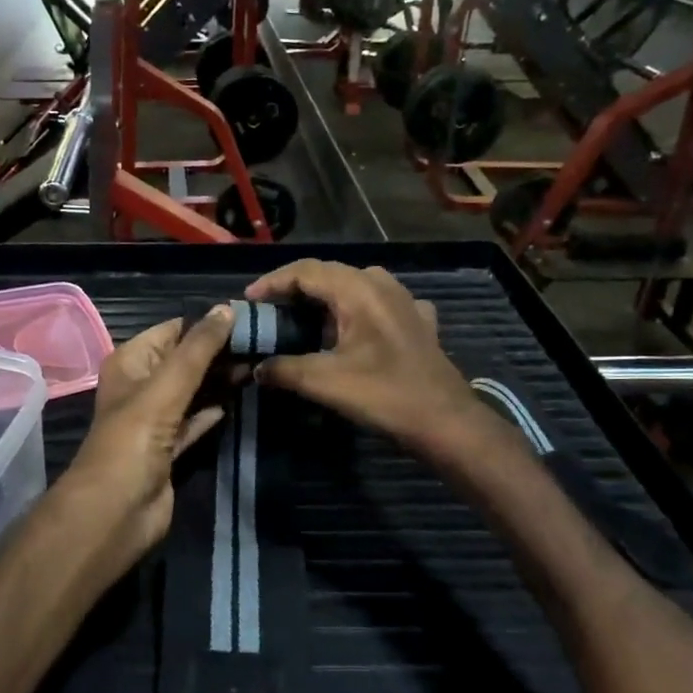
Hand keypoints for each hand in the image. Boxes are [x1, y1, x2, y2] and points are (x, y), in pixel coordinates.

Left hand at [58, 306, 235, 577]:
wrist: (116, 511)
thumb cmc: (134, 439)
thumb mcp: (166, 386)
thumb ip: (199, 348)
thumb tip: (228, 308)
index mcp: (131, 362)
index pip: (173, 330)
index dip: (208, 322)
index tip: (251, 317)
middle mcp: (141, 386)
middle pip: (186, 360)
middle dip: (219, 352)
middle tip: (265, 342)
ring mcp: (156, 419)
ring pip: (193, 390)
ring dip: (221, 380)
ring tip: (260, 364)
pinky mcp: (170, 449)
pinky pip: (196, 421)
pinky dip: (214, 411)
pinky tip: (239, 400)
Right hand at [245, 261, 477, 454]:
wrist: (444, 420)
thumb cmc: (383, 394)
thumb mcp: (324, 382)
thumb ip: (284, 369)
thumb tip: (257, 368)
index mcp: (358, 289)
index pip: (306, 271)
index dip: (273, 282)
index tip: (248, 300)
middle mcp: (382, 284)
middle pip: (330, 274)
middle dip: (295, 290)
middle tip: (270, 310)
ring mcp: (405, 300)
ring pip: (356, 286)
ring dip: (326, 298)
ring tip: (304, 318)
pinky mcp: (419, 321)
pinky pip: (380, 304)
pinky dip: (357, 311)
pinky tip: (354, 329)